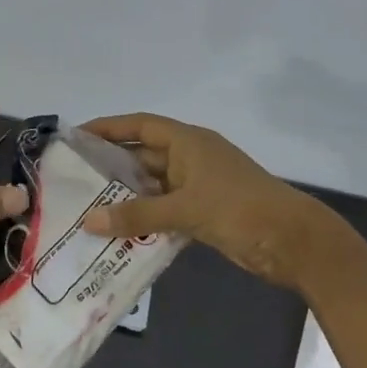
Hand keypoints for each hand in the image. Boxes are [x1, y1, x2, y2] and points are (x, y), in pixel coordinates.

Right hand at [78, 112, 356, 292]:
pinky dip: (143, 219)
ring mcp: (198, 186)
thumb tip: (88, 221)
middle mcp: (190, 158)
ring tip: (86, 209)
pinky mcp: (204, 212)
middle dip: (110, 167)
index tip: (75, 137)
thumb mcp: (185, 208)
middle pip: (142, 155)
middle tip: (72, 180)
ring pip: (152, 186)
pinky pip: (164, 210)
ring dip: (125, 197)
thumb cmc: (240, 209)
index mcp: (188, 142)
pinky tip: (118, 233)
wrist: (294, 242)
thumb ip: (136, 214)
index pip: (139, 125)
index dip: (107, 127)